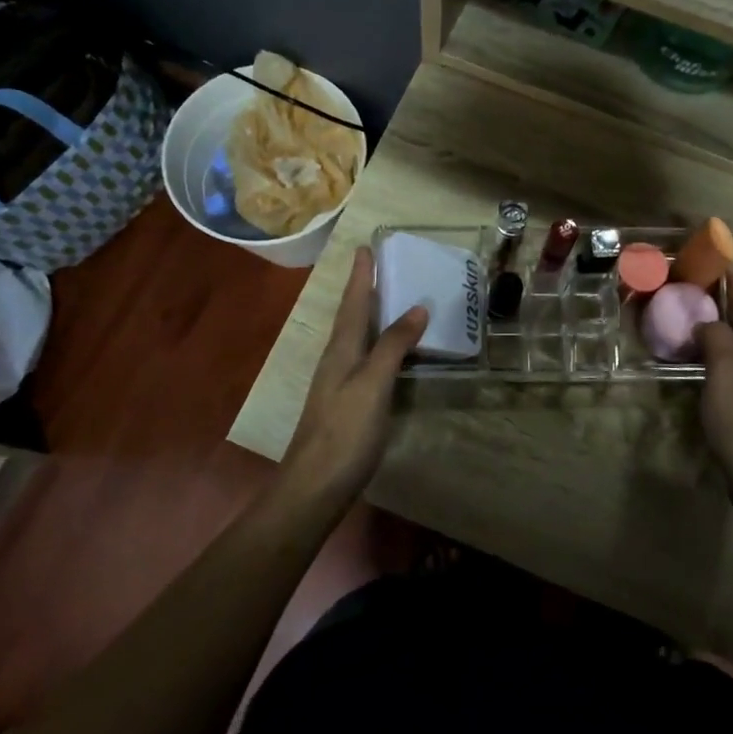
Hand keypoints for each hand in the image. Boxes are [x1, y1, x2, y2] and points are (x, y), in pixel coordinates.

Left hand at [283, 246, 426, 500]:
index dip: (361, 276)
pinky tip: (389, 353)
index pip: (353, 303)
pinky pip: (365, 359)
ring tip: (387, 300)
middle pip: (352, 317)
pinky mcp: (347, 404)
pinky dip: (378, 344)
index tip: (365, 247)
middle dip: (364, 291)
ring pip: (356, 338)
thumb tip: (417, 307)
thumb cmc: (345, 430)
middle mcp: (337, 360)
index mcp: (341, 350)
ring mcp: (339, 384)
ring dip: (370, 316)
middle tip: (379, 266)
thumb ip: (393, 345)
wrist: (315, 486)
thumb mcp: (373, 383)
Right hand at [696, 270, 732, 512]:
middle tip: (680, 280)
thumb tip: (706, 321)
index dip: (728, 272)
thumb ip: (716, 338)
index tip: (702, 254)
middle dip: (716, 294)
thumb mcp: (727, 372)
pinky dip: (710, 347)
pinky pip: (729, 360)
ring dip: (711, 321)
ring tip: (678, 308)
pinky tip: (688, 350)